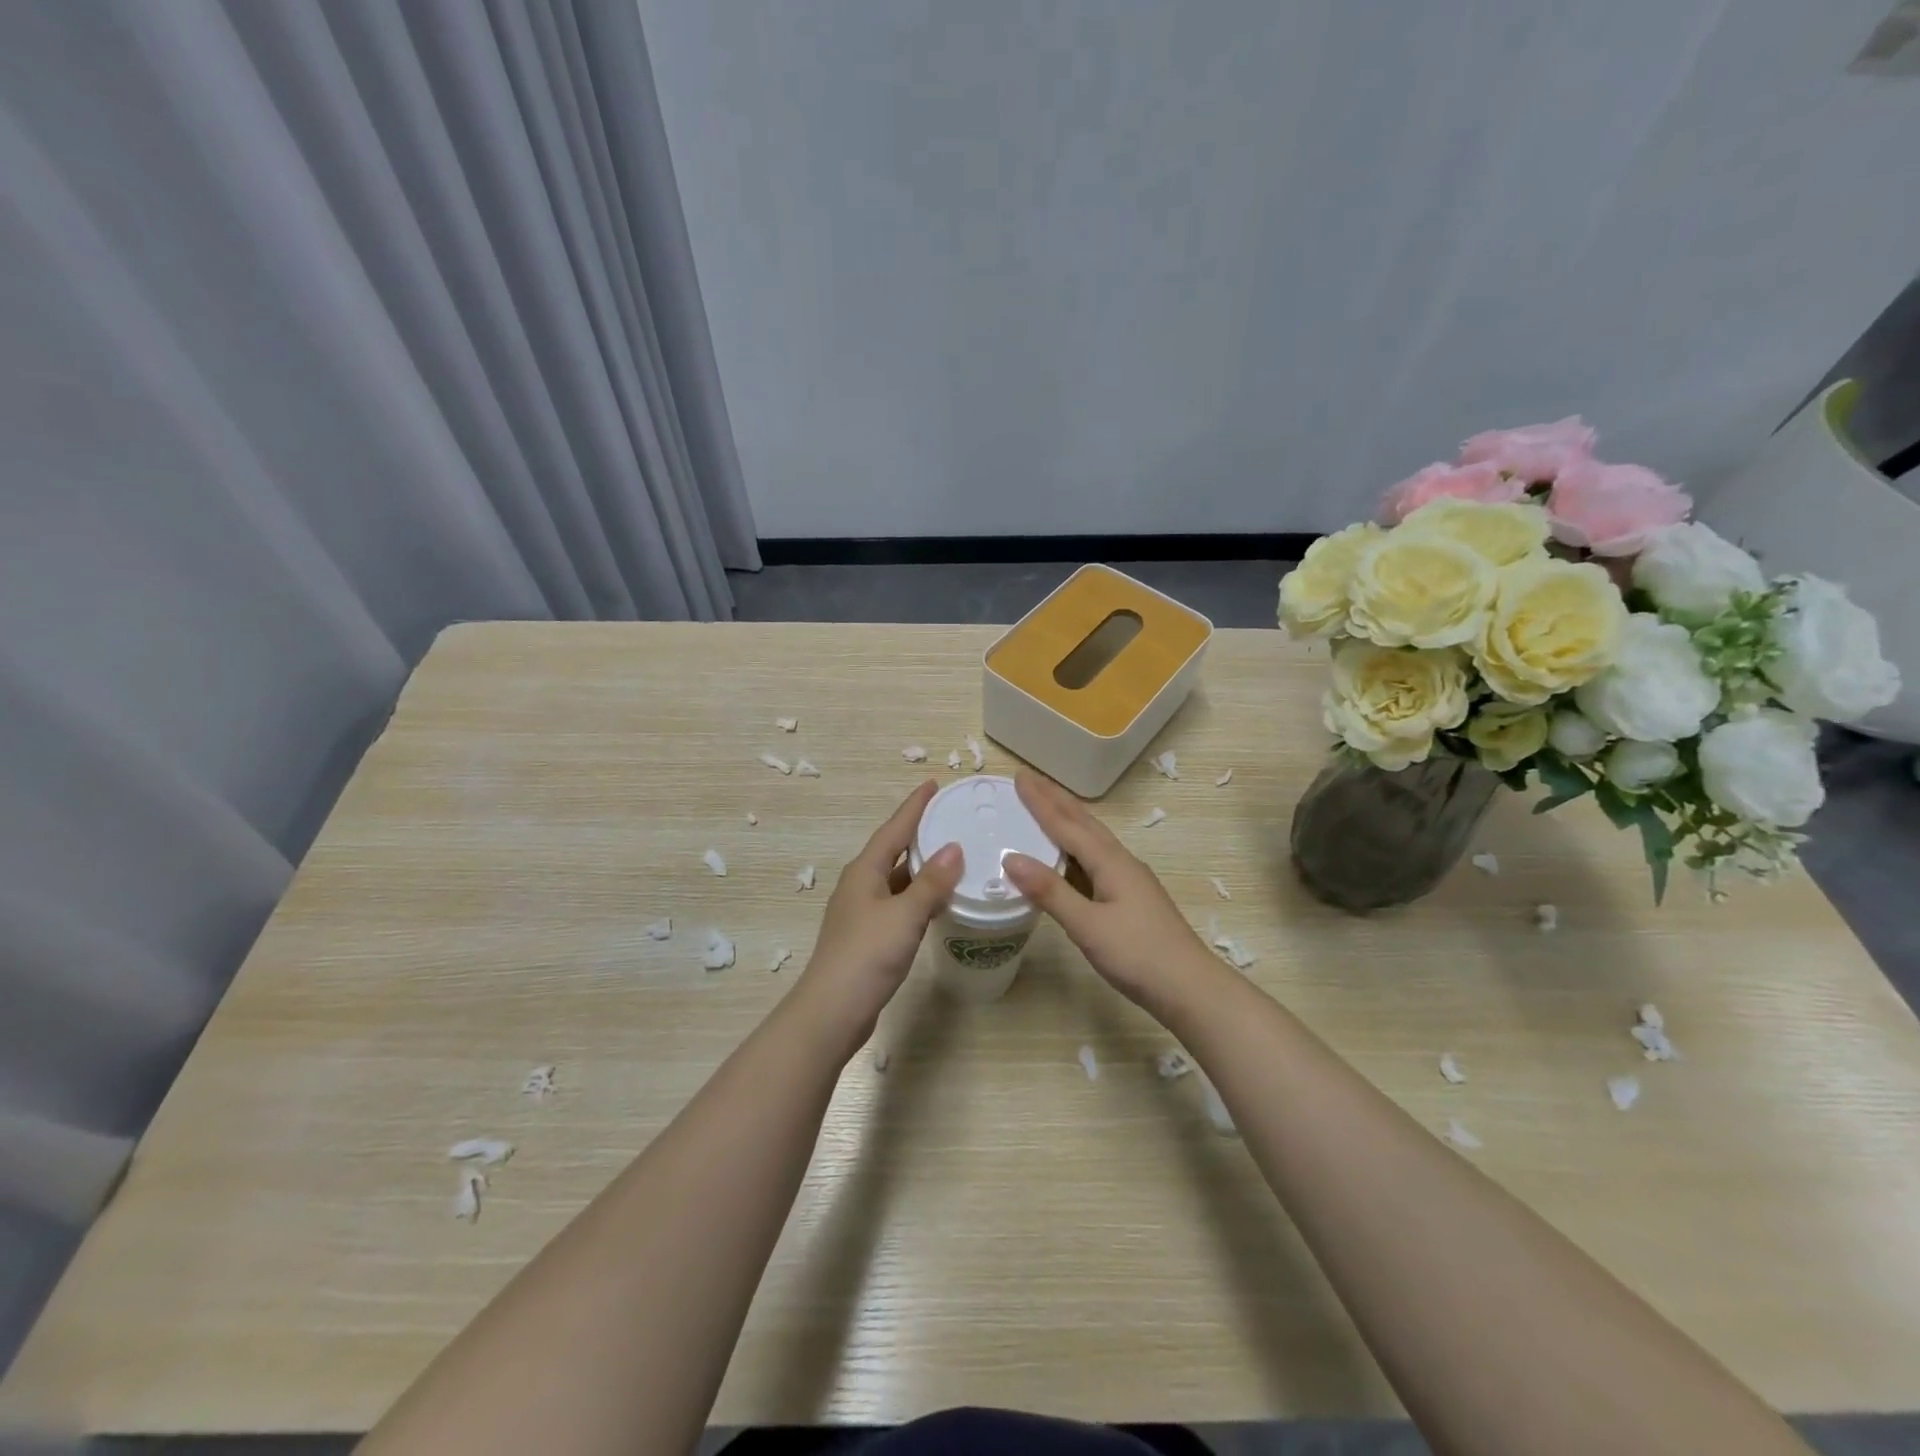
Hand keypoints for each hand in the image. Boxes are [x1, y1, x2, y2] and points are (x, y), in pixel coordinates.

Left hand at [797, 780, 961, 1047]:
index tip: (934, 785)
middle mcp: (861, 885)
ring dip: (921, 867)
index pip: (894, 829)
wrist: (832, 1011)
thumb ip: (930, 884)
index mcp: (865, 871)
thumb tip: (953, 849)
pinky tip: (938, 902)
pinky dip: (919, 896)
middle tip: (950, 817)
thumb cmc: (866, 955)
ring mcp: (862, 912)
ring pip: (897, 879)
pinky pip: (899, 903)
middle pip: (893, 850)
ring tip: (952, 855)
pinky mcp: (868, 937)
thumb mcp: (904, 915)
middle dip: (919, 833)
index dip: (914, 807)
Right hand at [1002, 770, 1220, 1018]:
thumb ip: (1050, 892)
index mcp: (1110, 862)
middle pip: (1084, 823)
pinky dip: (1076, 846)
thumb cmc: (1138, 955)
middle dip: (1055, 799)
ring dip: (1068, 819)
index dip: (1041, 802)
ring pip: (1093, 839)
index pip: (1067, 824)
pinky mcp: (1131, 898)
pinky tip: (1071, 857)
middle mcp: (1121, 862)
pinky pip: (1096, 858)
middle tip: (1029, 779)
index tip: (1019, 777)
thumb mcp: (1087, 926)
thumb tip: (1010, 858)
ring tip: (1047, 805)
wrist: (1190, 988)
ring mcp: (1129, 880)